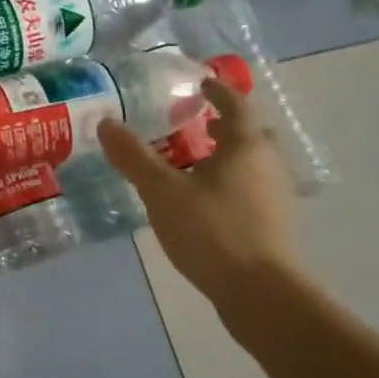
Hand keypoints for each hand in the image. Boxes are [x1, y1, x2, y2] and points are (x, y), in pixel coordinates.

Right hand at [98, 77, 301, 306]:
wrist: (261, 294)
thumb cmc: (213, 231)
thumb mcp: (162, 191)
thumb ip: (134, 156)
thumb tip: (105, 122)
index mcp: (245, 146)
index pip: (235, 105)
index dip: (217, 90)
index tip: (199, 82)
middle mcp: (266, 165)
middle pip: (248, 134)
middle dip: (222, 125)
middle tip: (191, 122)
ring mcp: (273, 196)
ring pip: (248, 163)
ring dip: (223, 155)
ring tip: (187, 160)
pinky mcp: (270, 224)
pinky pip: (247, 188)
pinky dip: (225, 181)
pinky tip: (198, 198)